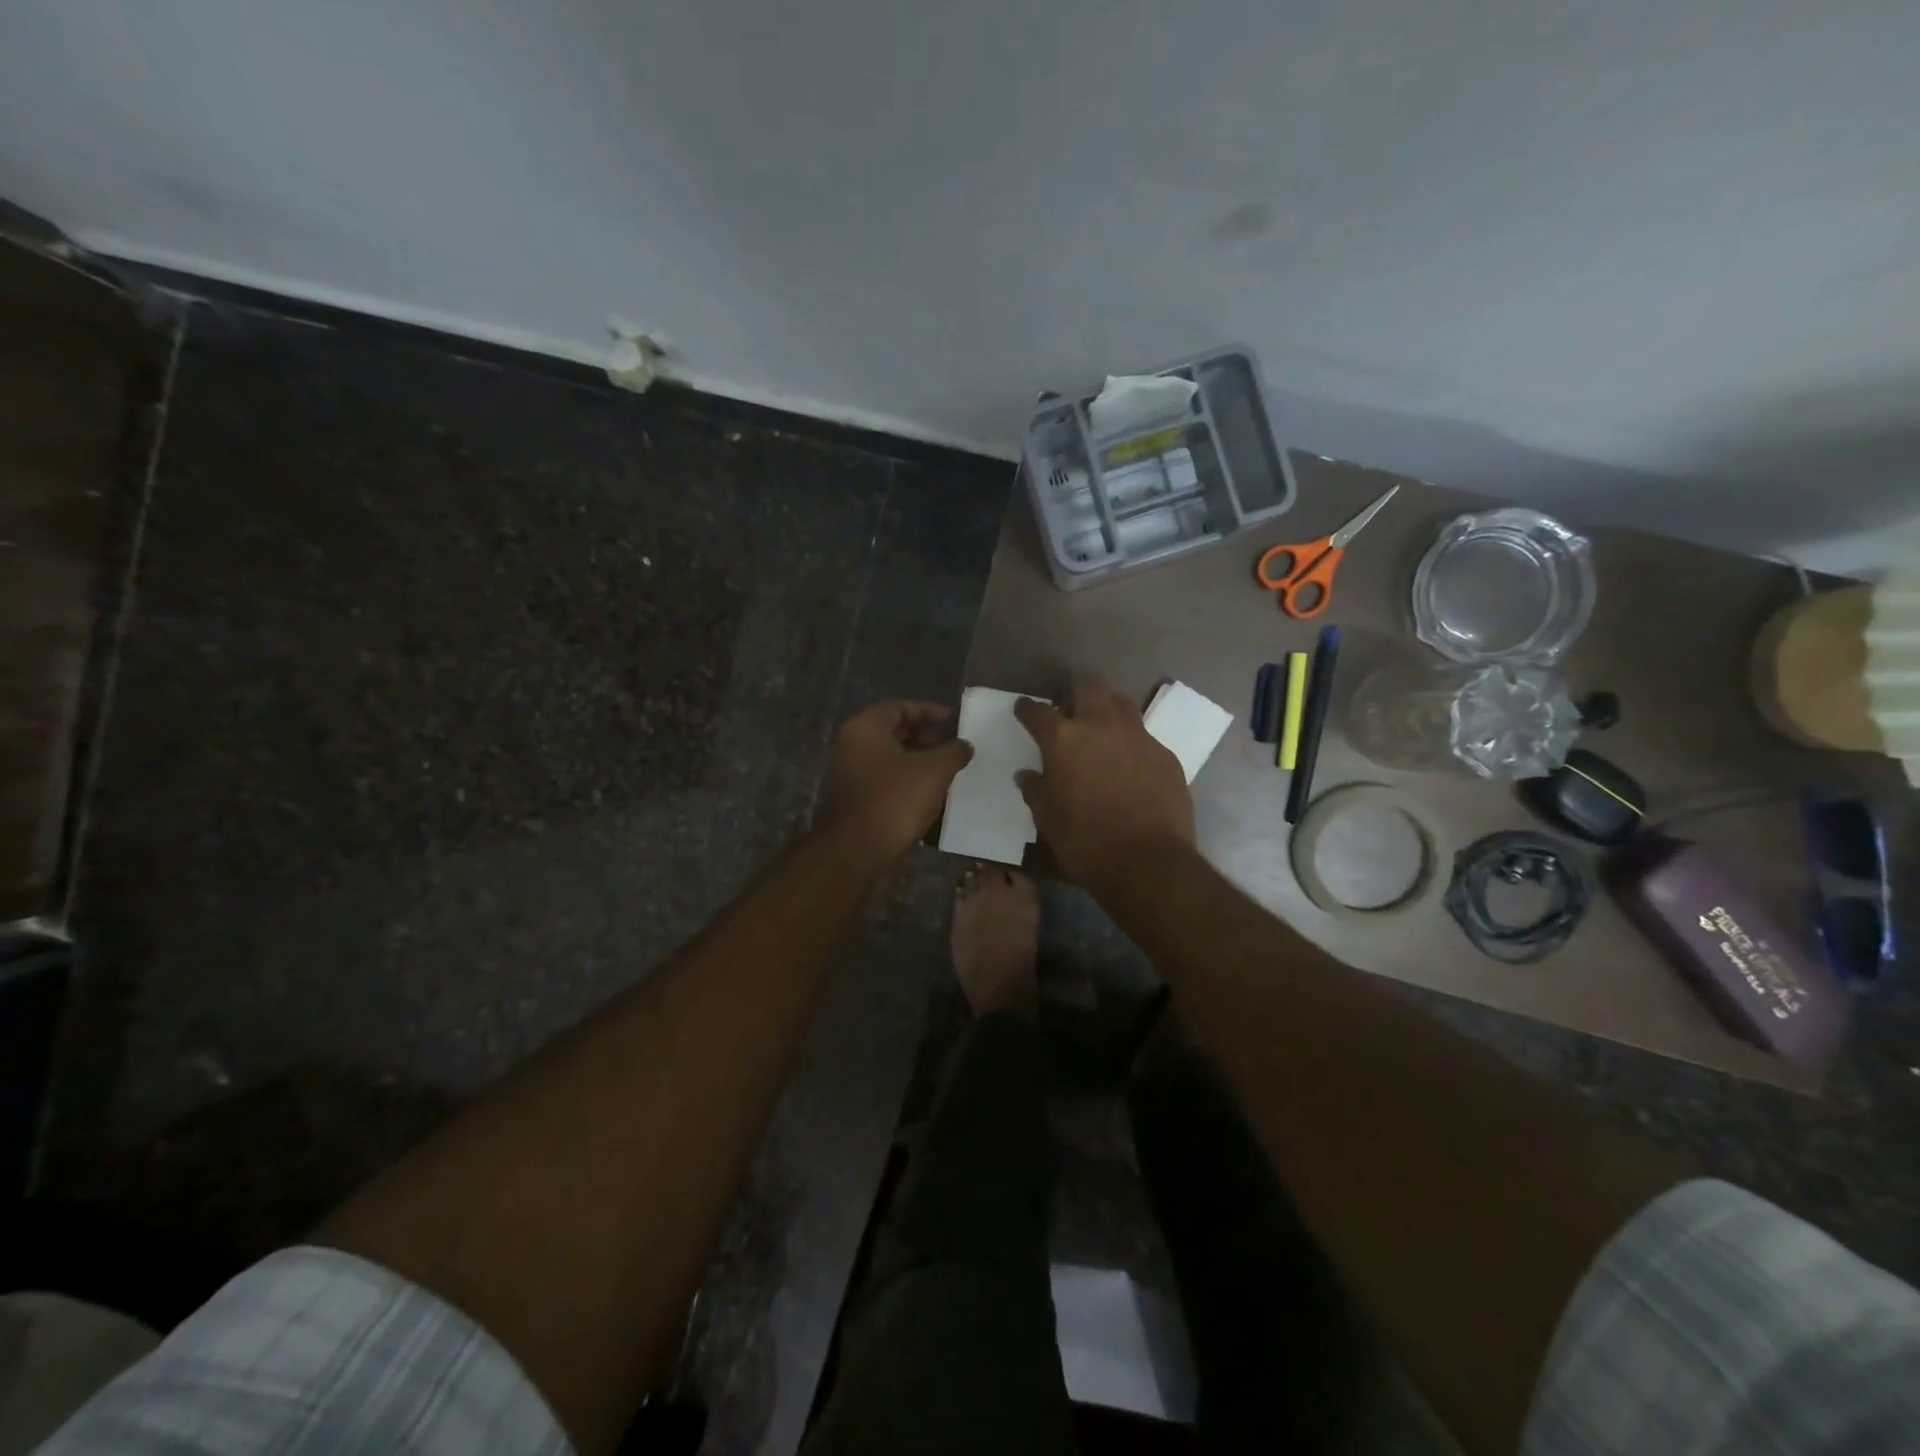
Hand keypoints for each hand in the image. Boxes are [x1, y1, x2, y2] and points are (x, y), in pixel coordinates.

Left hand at [818, 701, 973, 857]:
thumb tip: (964, 745)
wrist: (856, 850)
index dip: (928, 711)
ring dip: (918, 762)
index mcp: (865, 728)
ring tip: (946, 772)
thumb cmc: (894, 799)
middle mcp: (851, 746)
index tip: (953, 719)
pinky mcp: (853, 801)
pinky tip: (929, 796)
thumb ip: (953, 752)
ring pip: (889, 759)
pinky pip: (884, 782)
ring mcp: (849, 775)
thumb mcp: (934, 771)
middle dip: (925, 737)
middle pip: (893, 733)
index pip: (899, 707)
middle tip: (952, 746)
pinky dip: (906, 782)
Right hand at [1014, 676, 1193, 887]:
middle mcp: (1101, 725)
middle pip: (1088, 686)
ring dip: (1107, 710)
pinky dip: (1131, 744)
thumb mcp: (1047, 818)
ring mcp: (1138, 737)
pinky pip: (1144, 737)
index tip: (1023, 709)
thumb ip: (1036, 790)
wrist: (1148, 862)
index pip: (1038, 712)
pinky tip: (1129, 767)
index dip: (1027, 709)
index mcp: (1064, 739)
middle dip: (1074, 693)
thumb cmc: (1085, 841)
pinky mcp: (1165, 754)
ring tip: (1101, 732)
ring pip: (1121, 703)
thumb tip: (1028, 776)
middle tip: (1068, 712)